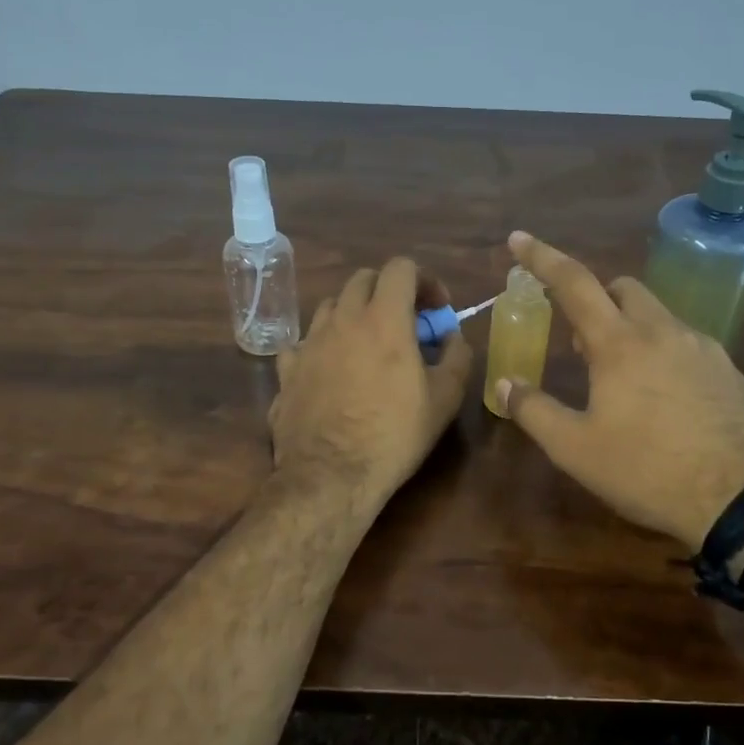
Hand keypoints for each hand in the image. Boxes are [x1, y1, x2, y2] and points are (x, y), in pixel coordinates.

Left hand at [270, 258, 472, 507]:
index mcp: (383, 319)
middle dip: (388, 291)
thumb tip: (453, 337)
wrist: (330, 476)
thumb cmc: (394, 434)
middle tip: (405, 323)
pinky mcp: (286, 370)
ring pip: (331, 306)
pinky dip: (322, 346)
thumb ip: (456, 356)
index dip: (424, 279)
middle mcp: (342, 320)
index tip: (436, 308)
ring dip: (354, 314)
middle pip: (363, 280)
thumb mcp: (445, 399)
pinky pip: (303, 342)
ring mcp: (308, 343)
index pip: (401, 268)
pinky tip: (330, 369)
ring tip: (367, 344)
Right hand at [493, 231, 743, 549]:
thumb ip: (534, 411)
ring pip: (659, 315)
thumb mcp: (575, 449)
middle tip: (581, 343)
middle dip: (596, 298)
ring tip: (622, 378)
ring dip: (631, 327)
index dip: (542, 257)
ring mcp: (704, 348)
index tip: (519, 239)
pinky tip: (665, 398)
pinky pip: (687, 343)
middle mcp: (663, 331)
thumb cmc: (647, 471)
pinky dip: (664, 351)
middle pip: (623, 288)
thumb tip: (505, 384)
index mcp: (619, 344)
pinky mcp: (730, 371)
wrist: (741, 501)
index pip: (574, 283)